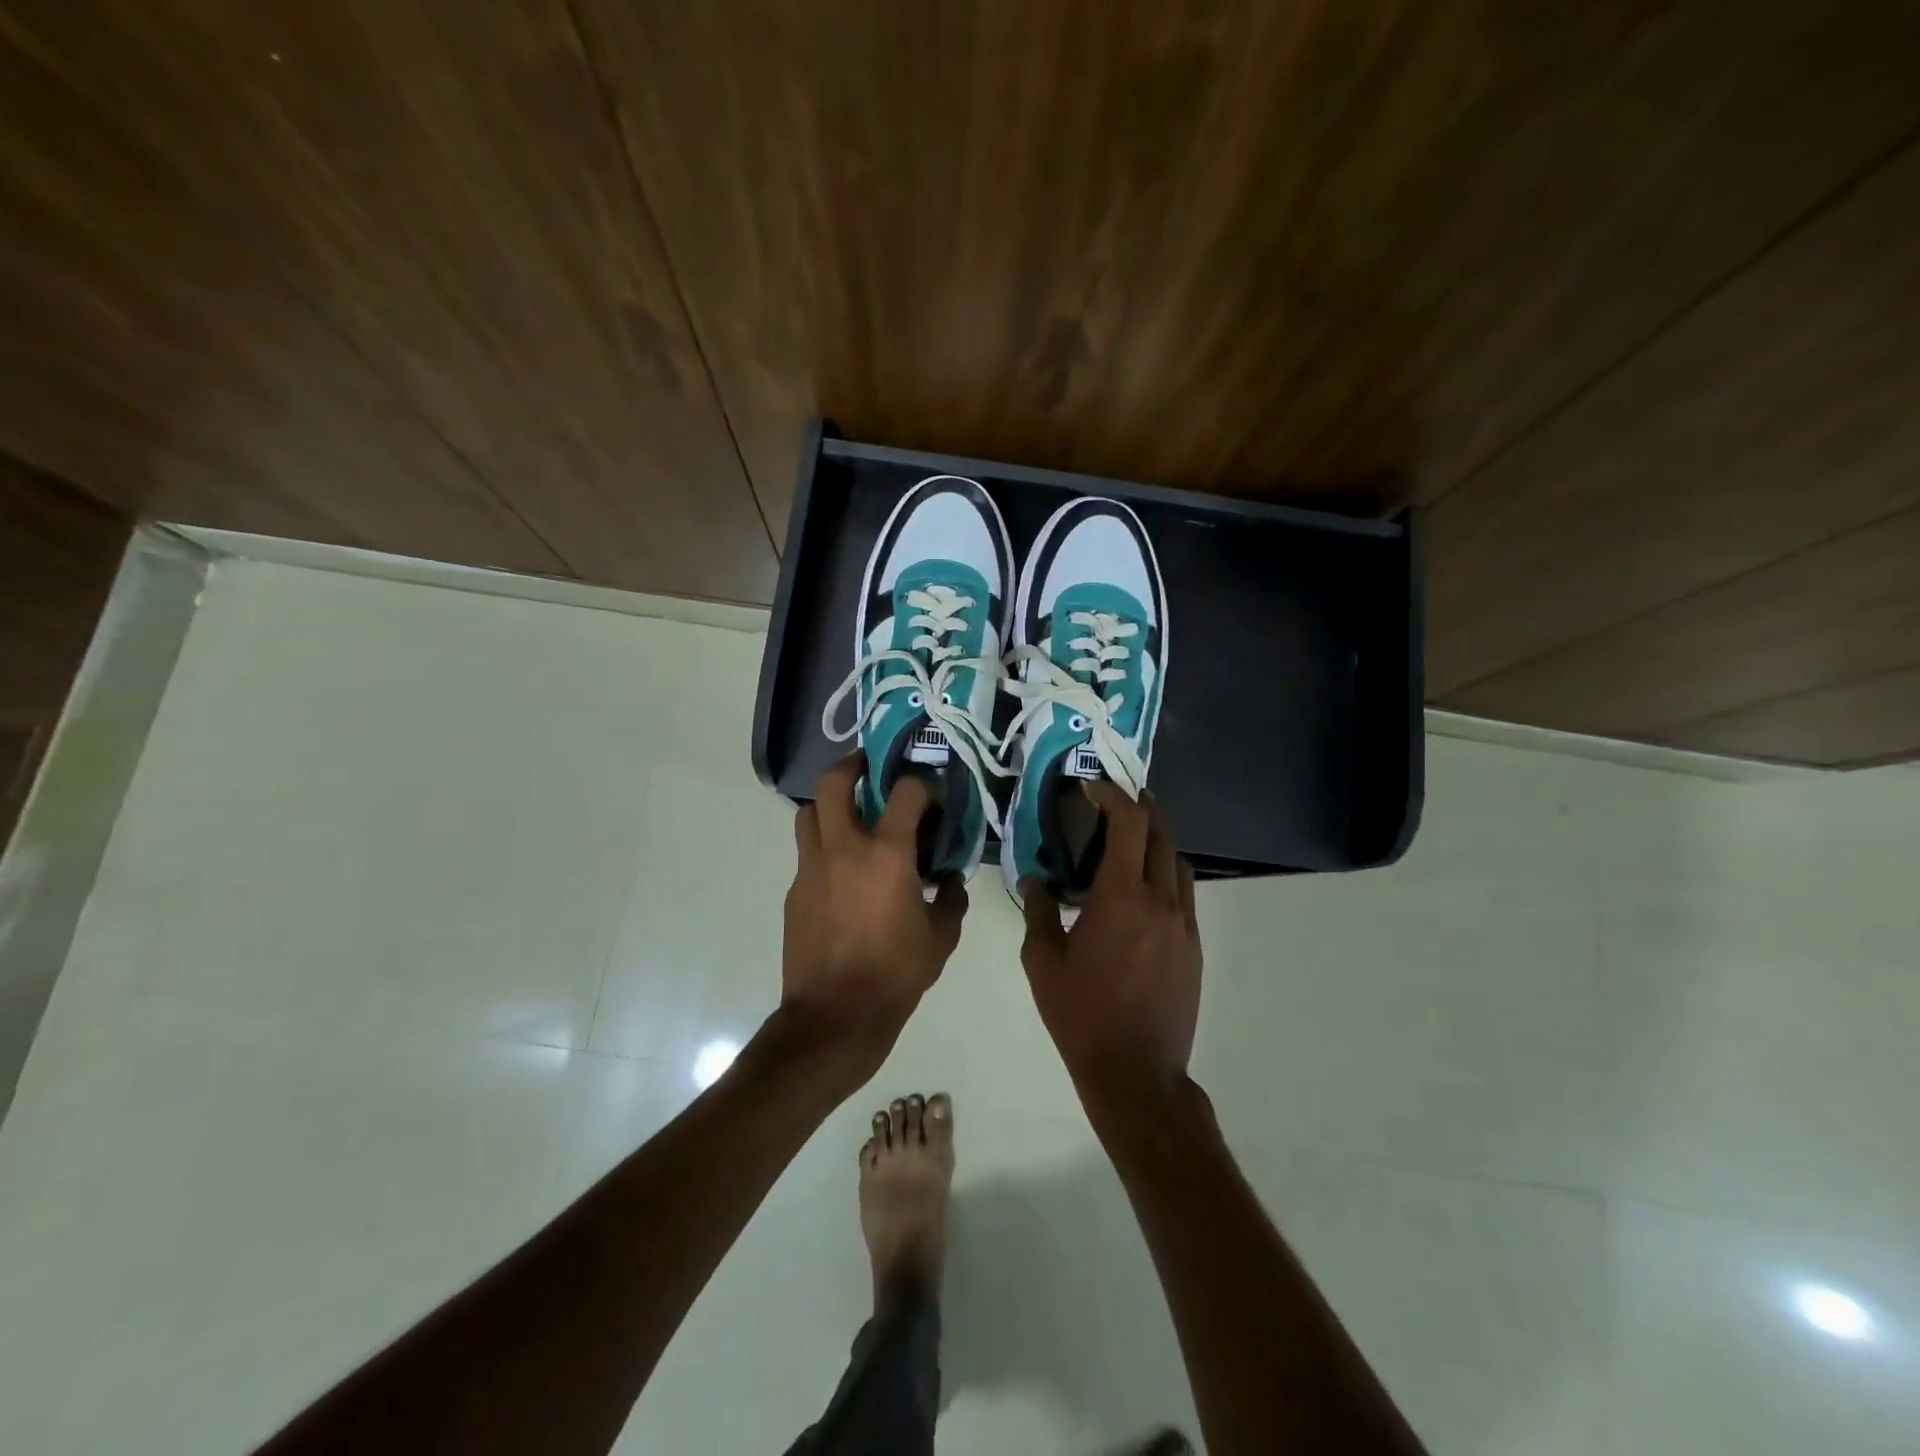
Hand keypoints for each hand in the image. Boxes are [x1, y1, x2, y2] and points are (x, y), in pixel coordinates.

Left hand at [780, 757, 965, 1081]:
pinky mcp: (795, 891)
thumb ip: (951, 900)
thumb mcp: (941, 938)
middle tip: (867, 768)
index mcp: (887, 854)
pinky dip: (825, 850)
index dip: (921, 785)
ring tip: (850, 816)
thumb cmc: (896, 974)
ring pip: (809, 813)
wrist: (835, 1016)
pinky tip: (842, 876)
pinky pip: (808, 855)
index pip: (905, 792)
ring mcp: (812, 868)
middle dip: (851, 765)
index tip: (930, 795)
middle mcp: (844, 848)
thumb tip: (951, 882)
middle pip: (833, 783)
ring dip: (829, 805)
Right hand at [1019, 783, 1200, 1096]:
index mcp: (1121, 897)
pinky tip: (1145, 888)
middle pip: (1161, 834)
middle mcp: (1160, 900)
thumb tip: (1032, 878)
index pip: (1129, 824)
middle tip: (1119, 799)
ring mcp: (1184, 923)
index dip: (1114, 796)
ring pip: (1178, 862)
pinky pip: (1184, 893)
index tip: (1093, 788)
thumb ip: (1038, 911)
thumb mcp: (1043, 962)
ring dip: (1158, 840)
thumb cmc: (1081, 1014)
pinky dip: (1167, 873)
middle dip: (1142, 807)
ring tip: (1133, 840)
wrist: (1137, 1071)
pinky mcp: (1194, 946)